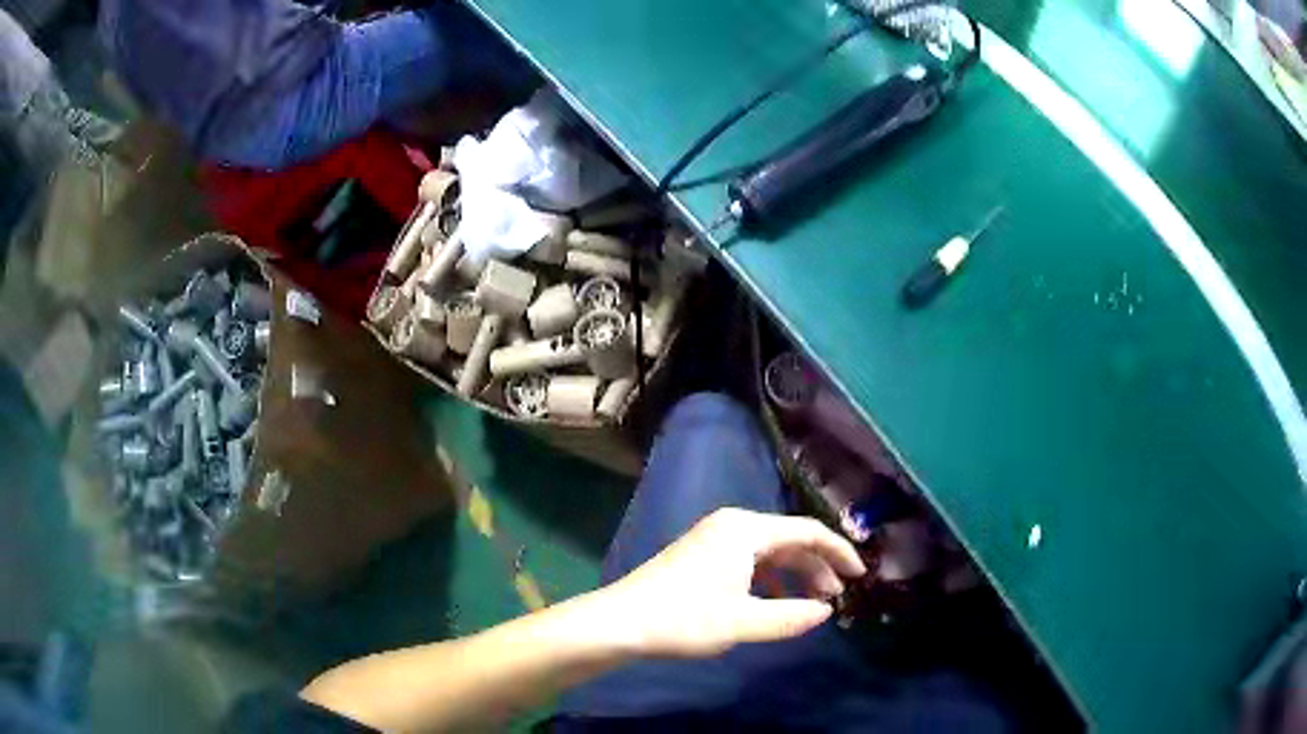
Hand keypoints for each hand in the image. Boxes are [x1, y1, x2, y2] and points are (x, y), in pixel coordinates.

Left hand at [595, 508, 865, 658]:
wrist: (622, 621)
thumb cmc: (684, 618)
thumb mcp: (743, 623)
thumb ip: (790, 617)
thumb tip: (825, 612)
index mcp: (746, 530)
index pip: (807, 532)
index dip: (838, 552)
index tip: (860, 575)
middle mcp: (733, 525)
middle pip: (789, 540)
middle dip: (817, 567)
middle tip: (836, 598)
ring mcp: (715, 538)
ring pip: (770, 552)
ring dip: (795, 575)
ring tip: (812, 603)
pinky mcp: (703, 554)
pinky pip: (750, 560)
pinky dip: (770, 580)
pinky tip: (776, 602)